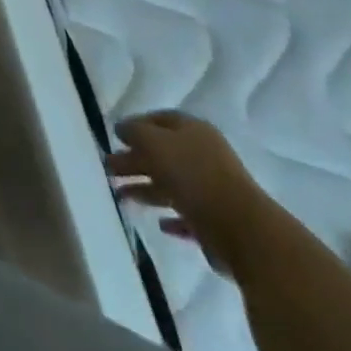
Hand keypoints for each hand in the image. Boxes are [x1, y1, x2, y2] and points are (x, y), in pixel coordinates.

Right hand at [107, 111, 273, 277]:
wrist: (242, 231)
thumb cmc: (193, 175)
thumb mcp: (153, 142)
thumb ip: (134, 132)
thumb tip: (121, 128)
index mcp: (193, 131)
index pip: (160, 120)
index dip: (136, 125)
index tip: (115, 137)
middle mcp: (204, 156)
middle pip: (162, 153)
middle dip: (134, 160)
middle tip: (108, 169)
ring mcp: (212, 190)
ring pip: (170, 185)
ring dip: (145, 189)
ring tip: (120, 196)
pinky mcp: (216, 223)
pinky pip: (187, 216)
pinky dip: (172, 218)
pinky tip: (159, 224)